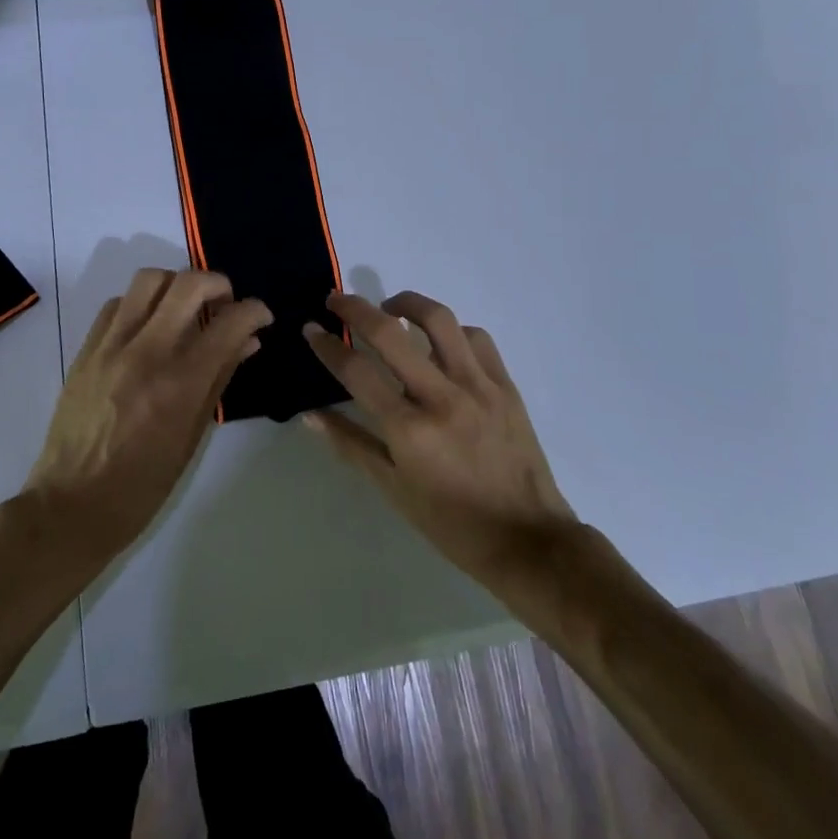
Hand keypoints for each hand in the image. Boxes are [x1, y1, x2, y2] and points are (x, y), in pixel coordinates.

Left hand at [23, 269, 270, 562]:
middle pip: (189, 283)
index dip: (255, 310)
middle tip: (225, 304)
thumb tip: (247, 341)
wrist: (71, 505)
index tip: (261, 316)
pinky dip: (140, 304)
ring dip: (177, 285)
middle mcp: (146, 352)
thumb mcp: (192, 437)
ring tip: (185, 309)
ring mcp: (111, 346)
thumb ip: (220, 379)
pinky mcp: (86, 349)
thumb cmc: (143, 485)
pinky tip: (148, 327)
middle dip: (219, 283)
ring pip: (149, 280)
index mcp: (180, 383)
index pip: (229, 321)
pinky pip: (116, 304)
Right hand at [303, 291, 575, 582]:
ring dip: (407, 303)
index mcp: (408, 430)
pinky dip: (451, 330)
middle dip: (355, 308)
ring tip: (390, 307)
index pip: (356, 371)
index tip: (311, 328)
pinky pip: (476, 338)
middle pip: (390, 333)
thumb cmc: (451, 523)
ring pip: (439, 320)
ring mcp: (478, 386)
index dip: (327, 345)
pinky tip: (439, 340)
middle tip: (337, 300)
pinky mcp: (505, 385)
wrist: (527, 539)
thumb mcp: (393, 489)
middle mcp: (441, 398)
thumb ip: (351, 444)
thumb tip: (310, 415)